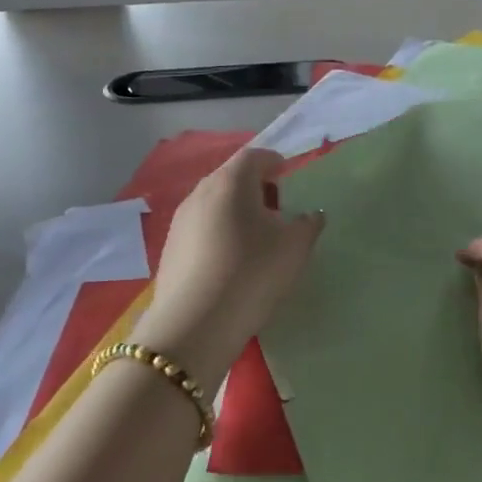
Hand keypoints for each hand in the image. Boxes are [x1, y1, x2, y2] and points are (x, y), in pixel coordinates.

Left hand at [132, 147, 323, 388]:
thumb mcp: (294, 248)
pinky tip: (231, 259)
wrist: (194, 325)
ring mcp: (181, 220)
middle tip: (276, 206)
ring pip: (214, 203)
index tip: (287, 174)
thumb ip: (308, 224)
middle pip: (231, 177)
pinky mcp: (170, 248)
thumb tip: (311, 214)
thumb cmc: (252, 272)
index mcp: (231, 182)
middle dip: (254, 186)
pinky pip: (201, 227)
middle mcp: (201, 192)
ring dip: (235, 210)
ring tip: (256, 236)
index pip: (254, 156)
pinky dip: (219, 231)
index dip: (273, 161)